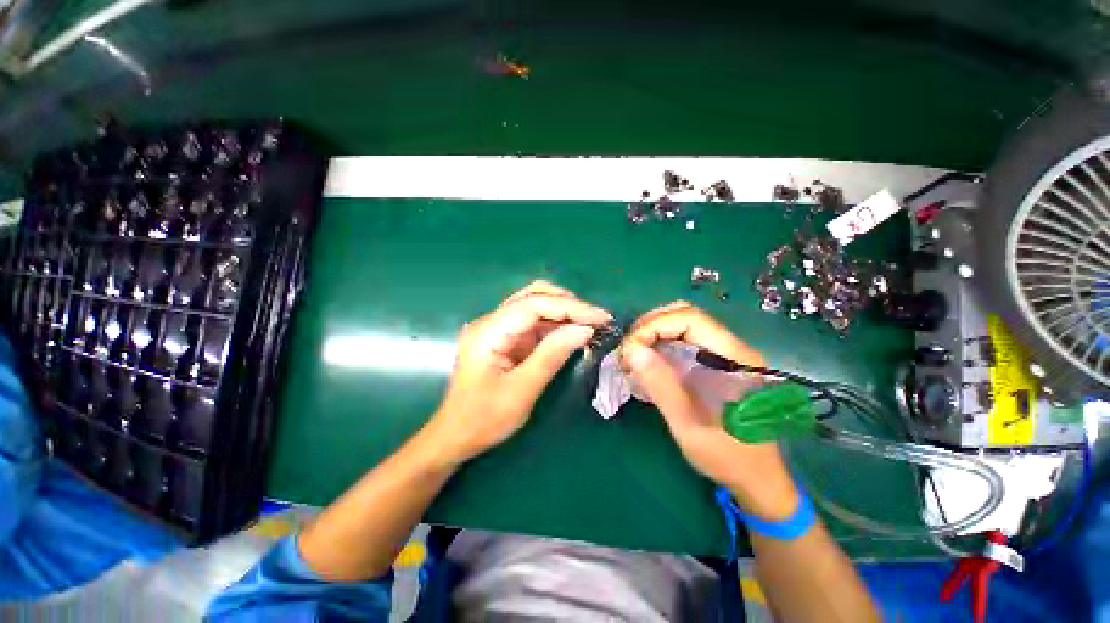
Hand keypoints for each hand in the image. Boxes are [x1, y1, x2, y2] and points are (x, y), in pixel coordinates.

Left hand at [430, 281, 610, 463]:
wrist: (455, 436)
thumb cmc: (484, 419)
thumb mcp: (522, 390)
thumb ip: (552, 355)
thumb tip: (584, 329)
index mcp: (489, 331)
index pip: (534, 305)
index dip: (570, 307)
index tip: (601, 317)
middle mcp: (491, 321)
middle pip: (533, 296)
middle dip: (568, 304)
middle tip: (596, 320)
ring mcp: (497, 328)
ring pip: (535, 305)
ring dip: (564, 312)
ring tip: (590, 324)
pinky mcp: (505, 338)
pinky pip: (534, 323)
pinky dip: (555, 325)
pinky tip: (572, 333)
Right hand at [620, 302, 798, 517]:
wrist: (758, 478)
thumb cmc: (727, 456)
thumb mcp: (689, 424)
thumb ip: (661, 385)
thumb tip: (632, 350)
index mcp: (734, 358)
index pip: (689, 318)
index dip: (654, 326)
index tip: (630, 349)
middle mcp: (731, 347)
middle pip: (685, 314)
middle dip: (650, 326)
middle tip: (629, 351)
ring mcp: (724, 353)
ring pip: (681, 324)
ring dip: (653, 334)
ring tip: (634, 357)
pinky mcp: (715, 362)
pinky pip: (683, 340)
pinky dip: (660, 345)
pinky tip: (648, 364)